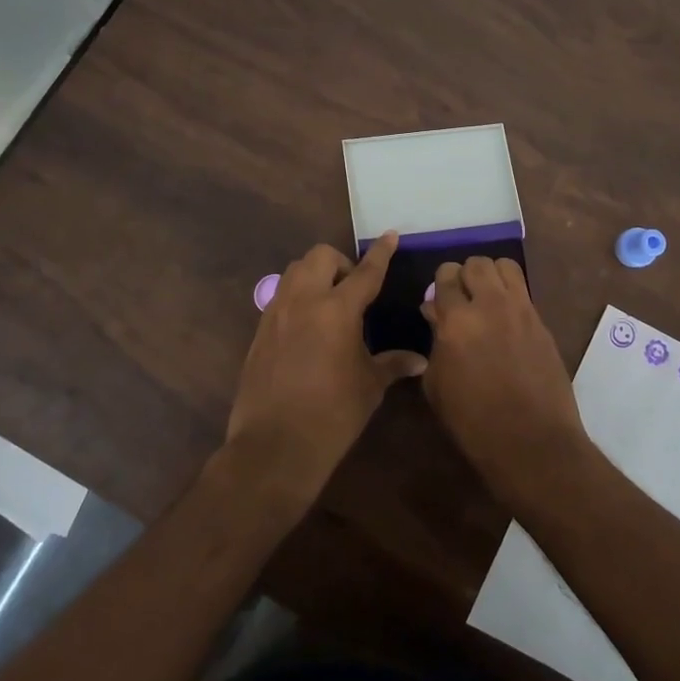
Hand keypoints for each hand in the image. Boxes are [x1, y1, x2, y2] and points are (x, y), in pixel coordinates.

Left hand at [223, 233, 426, 512]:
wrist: (275, 445)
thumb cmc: (332, 415)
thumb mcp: (369, 387)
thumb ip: (392, 364)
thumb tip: (420, 360)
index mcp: (337, 310)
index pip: (364, 272)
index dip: (380, 253)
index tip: (389, 235)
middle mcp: (303, 301)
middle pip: (320, 256)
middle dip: (340, 263)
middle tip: (353, 290)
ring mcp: (276, 313)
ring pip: (294, 271)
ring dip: (315, 275)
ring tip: (330, 304)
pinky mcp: (259, 331)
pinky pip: (280, 296)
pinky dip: (298, 297)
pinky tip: (308, 327)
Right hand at [421, 256, 590, 509]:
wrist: (531, 441)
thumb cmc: (473, 421)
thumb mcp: (437, 384)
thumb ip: (435, 340)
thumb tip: (435, 313)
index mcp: (456, 320)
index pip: (445, 276)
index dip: (439, 284)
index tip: (439, 300)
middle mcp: (490, 304)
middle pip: (476, 263)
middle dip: (465, 275)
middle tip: (462, 298)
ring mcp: (521, 310)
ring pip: (505, 266)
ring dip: (491, 276)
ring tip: (487, 298)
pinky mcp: (542, 321)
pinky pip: (524, 290)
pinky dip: (511, 294)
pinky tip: (506, 318)